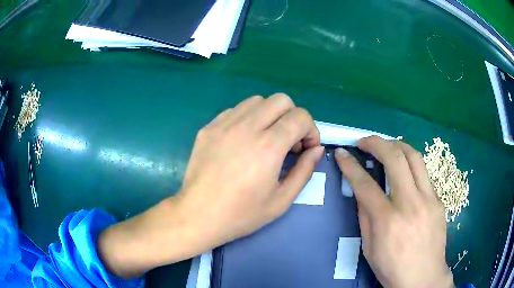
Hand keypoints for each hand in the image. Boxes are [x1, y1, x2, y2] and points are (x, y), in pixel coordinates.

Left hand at [179, 94, 322, 247]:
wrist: (198, 215)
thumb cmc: (241, 214)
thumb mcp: (281, 200)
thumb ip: (304, 171)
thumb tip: (317, 149)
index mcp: (268, 147)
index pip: (300, 116)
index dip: (311, 130)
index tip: (306, 149)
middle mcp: (246, 127)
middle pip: (281, 100)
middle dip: (292, 117)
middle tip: (288, 142)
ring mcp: (223, 124)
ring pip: (257, 101)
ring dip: (270, 115)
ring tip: (266, 139)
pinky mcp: (209, 127)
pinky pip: (235, 110)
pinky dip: (248, 118)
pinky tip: (243, 141)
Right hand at [335, 136, 453, 287]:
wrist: (423, 277)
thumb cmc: (392, 268)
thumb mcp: (369, 248)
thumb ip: (365, 216)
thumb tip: (361, 191)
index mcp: (388, 221)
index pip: (365, 183)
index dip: (350, 165)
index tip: (341, 153)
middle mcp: (410, 204)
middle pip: (395, 158)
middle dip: (376, 142)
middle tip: (364, 142)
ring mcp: (429, 199)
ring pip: (414, 157)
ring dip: (396, 145)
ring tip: (386, 146)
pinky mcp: (438, 200)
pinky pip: (424, 174)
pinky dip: (410, 166)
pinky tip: (404, 173)